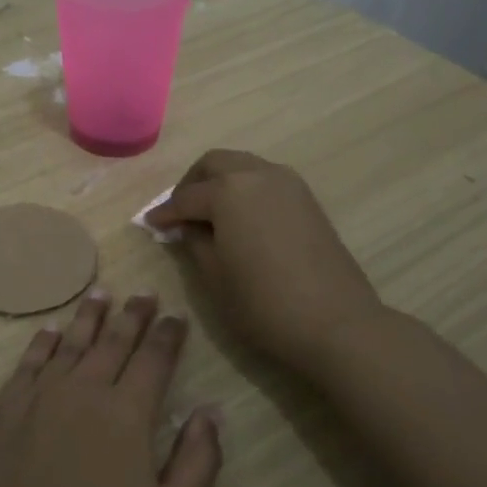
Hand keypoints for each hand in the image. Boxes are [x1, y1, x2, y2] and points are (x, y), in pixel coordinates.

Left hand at [0, 292, 222, 486]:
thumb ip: (197, 462)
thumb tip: (210, 410)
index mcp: (126, 415)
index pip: (154, 359)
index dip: (168, 335)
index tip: (176, 316)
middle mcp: (82, 392)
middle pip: (112, 341)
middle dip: (132, 315)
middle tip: (142, 293)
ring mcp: (35, 400)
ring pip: (68, 344)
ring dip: (88, 318)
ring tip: (100, 294)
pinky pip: (27, 364)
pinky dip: (42, 342)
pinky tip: (49, 332)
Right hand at [147, 149, 386, 374]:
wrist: (336, 322)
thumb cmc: (263, 303)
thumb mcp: (214, 276)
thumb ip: (194, 242)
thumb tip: (186, 227)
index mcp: (228, 191)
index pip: (186, 197)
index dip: (165, 213)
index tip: (151, 225)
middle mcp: (258, 175)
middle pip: (215, 164)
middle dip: (192, 184)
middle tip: (180, 212)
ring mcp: (288, 184)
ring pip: (243, 167)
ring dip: (221, 182)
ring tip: (209, 215)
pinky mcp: (308, 200)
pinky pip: (266, 181)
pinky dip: (246, 190)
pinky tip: (241, 220)